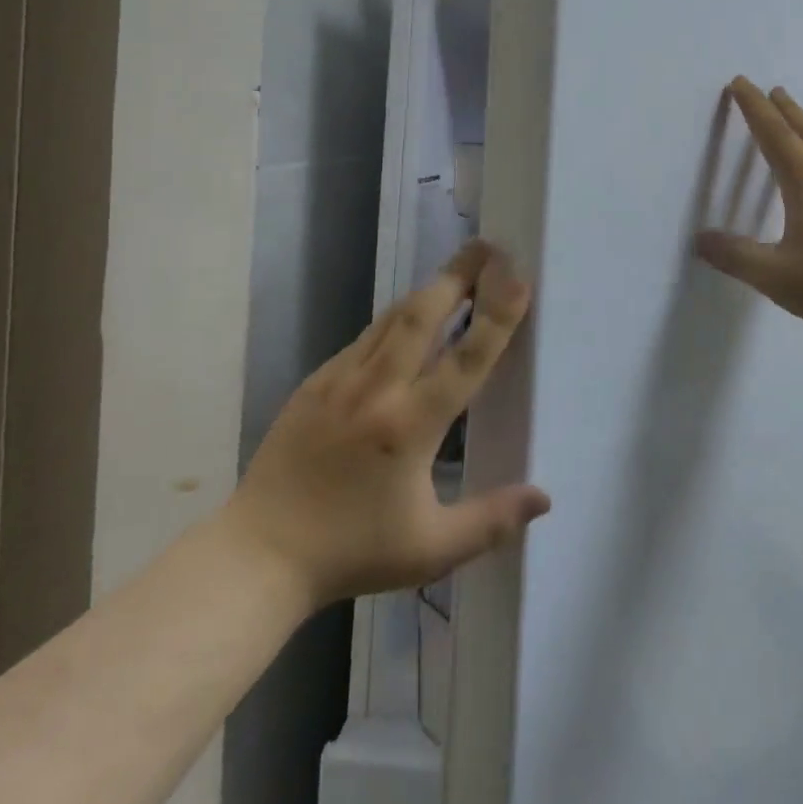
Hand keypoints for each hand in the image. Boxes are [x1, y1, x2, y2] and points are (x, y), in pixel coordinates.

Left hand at [226, 241, 550, 607]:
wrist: (258, 556)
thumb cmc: (352, 552)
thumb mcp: (430, 549)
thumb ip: (491, 520)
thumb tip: (545, 499)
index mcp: (410, 426)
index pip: (466, 359)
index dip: (497, 316)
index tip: (518, 278)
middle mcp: (376, 390)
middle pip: (423, 314)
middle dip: (458, 275)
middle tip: (486, 247)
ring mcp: (340, 381)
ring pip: (391, 318)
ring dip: (428, 291)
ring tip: (456, 272)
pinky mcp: (315, 383)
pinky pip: (364, 338)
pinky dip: (394, 320)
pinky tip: (407, 321)